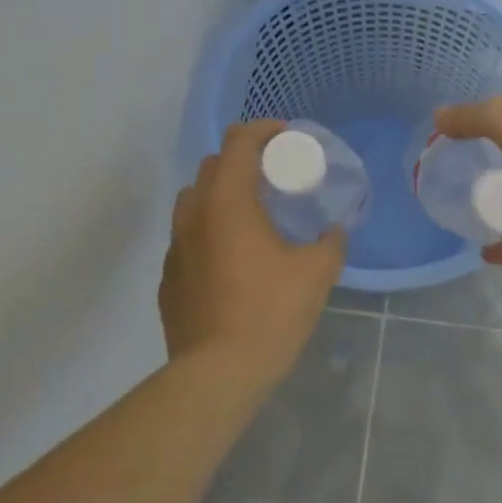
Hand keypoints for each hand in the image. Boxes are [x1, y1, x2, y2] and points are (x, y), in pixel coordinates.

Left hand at [160, 121, 345, 386]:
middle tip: (274, 177)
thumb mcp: (316, 273)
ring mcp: (175, 246)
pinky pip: (189, 237)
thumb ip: (330, 243)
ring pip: (194, 201)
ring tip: (251, 215)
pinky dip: (210, 231)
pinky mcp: (168, 277)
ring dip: (222, 194)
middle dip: (243, 161)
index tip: (287, 137)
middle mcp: (193, 214)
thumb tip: (333, 232)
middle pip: (212, 166)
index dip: (263, 130)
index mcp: (227, 201)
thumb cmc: (271, 311)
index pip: (238, 142)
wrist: (218, 372)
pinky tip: (232, 258)